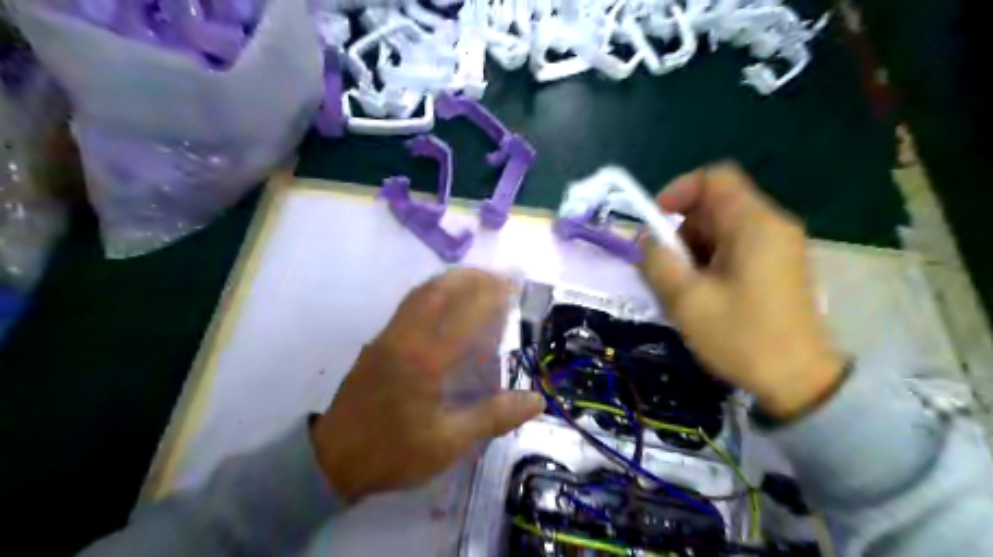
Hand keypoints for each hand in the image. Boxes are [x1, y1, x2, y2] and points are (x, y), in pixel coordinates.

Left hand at [309, 269, 540, 501]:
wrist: (331, 461)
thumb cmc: (393, 452)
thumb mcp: (449, 442)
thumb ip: (494, 416)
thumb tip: (536, 400)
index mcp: (425, 360)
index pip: (465, 312)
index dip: (493, 294)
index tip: (515, 286)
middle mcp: (405, 338)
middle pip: (439, 289)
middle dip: (472, 277)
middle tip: (499, 278)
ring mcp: (388, 336)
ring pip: (421, 292)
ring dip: (451, 280)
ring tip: (477, 283)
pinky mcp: (378, 342)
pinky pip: (409, 305)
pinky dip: (434, 292)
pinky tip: (446, 305)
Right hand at [639, 163, 840, 419]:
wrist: (800, 382)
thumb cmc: (741, 337)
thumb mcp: (686, 300)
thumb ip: (657, 261)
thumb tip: (647, 240)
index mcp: (754, 225)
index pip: (714, 178)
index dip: (679, 191)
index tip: (655, 223)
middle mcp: (771, 226)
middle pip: (716, 205)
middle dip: (681, 229)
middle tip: (664, 266)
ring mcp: (778, 247)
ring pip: (723, 228)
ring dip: (693, 248)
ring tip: (680, 285)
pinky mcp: (777, 267)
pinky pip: (735, 247)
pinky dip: (710, 260)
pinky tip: (701, 293)